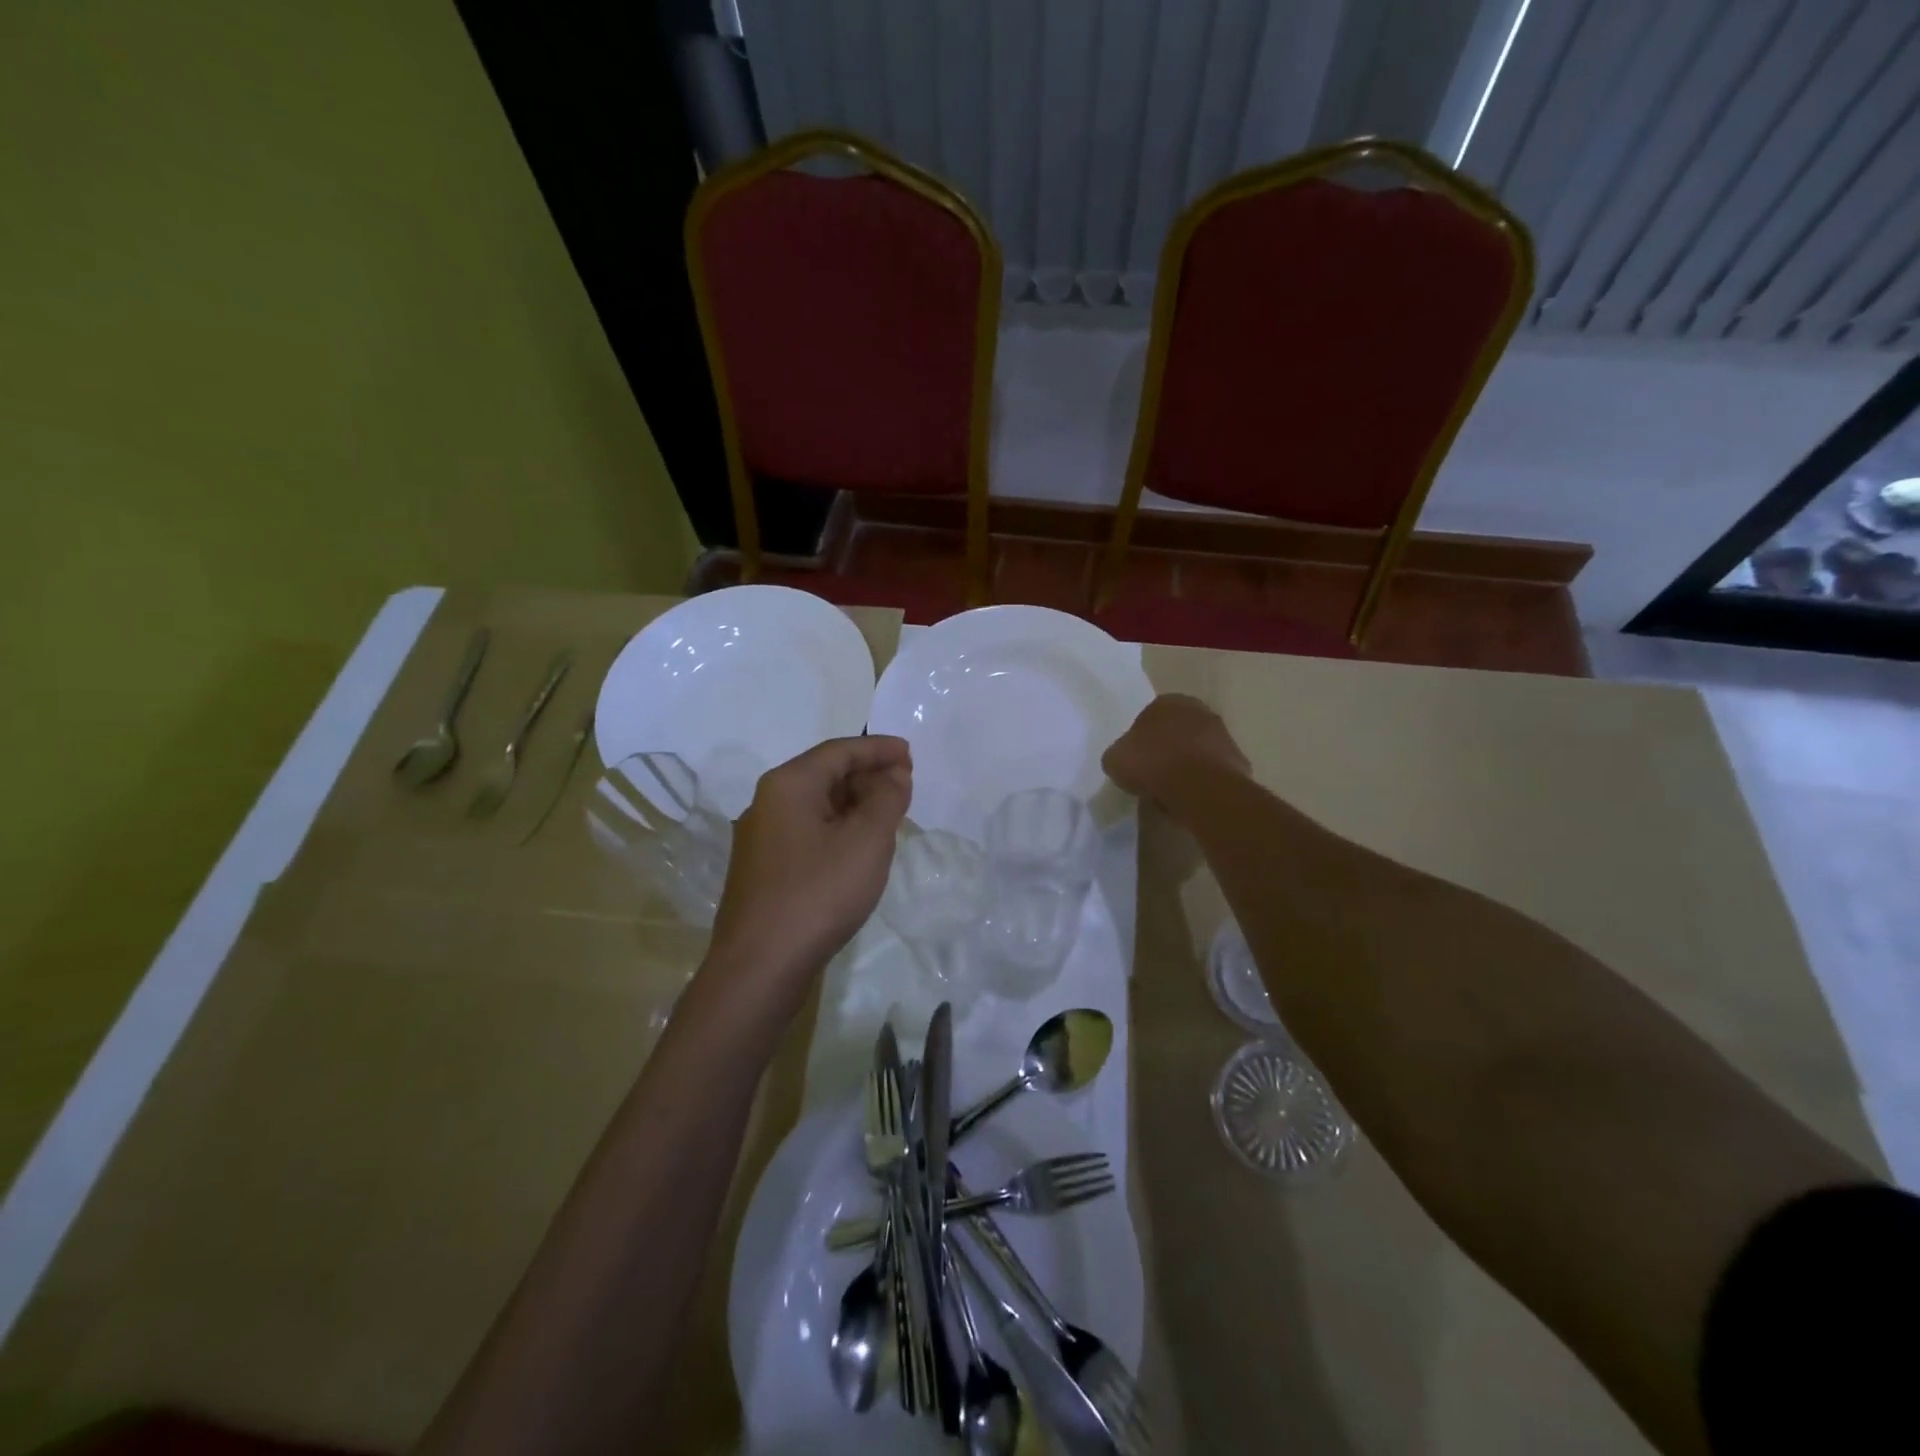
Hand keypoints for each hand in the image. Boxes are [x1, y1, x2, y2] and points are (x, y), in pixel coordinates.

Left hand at [705, 736, 911, 1009]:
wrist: (760, 966)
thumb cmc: (818, 893)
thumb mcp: (867, 841)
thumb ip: (887, 799)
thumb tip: (894, 775)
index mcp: (788, 784)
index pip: (839, 751)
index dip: (878, 748)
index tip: (911, 754)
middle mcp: (766, 802)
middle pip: (824, 774)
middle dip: (867, 776)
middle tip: (905, 787)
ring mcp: (760, 838)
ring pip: (815, 805)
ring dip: (854, 804)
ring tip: (888, 816)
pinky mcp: (762, 869)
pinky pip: (806, 832)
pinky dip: (837, 828)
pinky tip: (857, 849)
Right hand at [1103, 694, 1249, 808]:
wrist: (1201, 788)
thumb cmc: (1153, 764)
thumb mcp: (1115, 759)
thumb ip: (1120, 754)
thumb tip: (1125, 760)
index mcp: (1168, 701)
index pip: (1148, 717)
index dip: (1139, 741)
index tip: (1134, 762)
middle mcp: (1200, 711)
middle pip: (1176, 732)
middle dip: (1166, 750)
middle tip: (1151, 775)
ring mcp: (1223, 735)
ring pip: (1196, 752)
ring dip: (1185, 767)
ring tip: (1170, 792)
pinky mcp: (1238, 761)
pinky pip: (1211, 773)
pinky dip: (1202, 783)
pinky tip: (1189, 799)